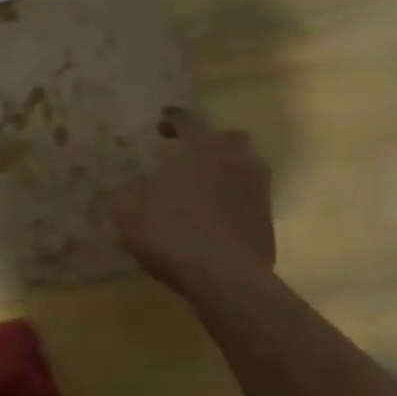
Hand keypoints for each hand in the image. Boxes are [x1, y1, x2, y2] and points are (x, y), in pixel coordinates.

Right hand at [112, 108, 274, 293]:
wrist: (225, 277)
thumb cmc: (171, 233)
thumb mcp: (128, 209)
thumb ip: (130, 190)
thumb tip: (137, 185)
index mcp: (199, 147)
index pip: (186, 119)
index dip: (172, 118)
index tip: (162, 120)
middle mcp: (234, 157)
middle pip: (225, 137)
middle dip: (206, 140)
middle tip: (187, 153)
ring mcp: (257, 186)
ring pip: (243, 164)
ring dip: (224, 167)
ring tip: (203, 183)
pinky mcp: (267, 216)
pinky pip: (248, 194)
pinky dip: (233, 196)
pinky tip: (215, 212)